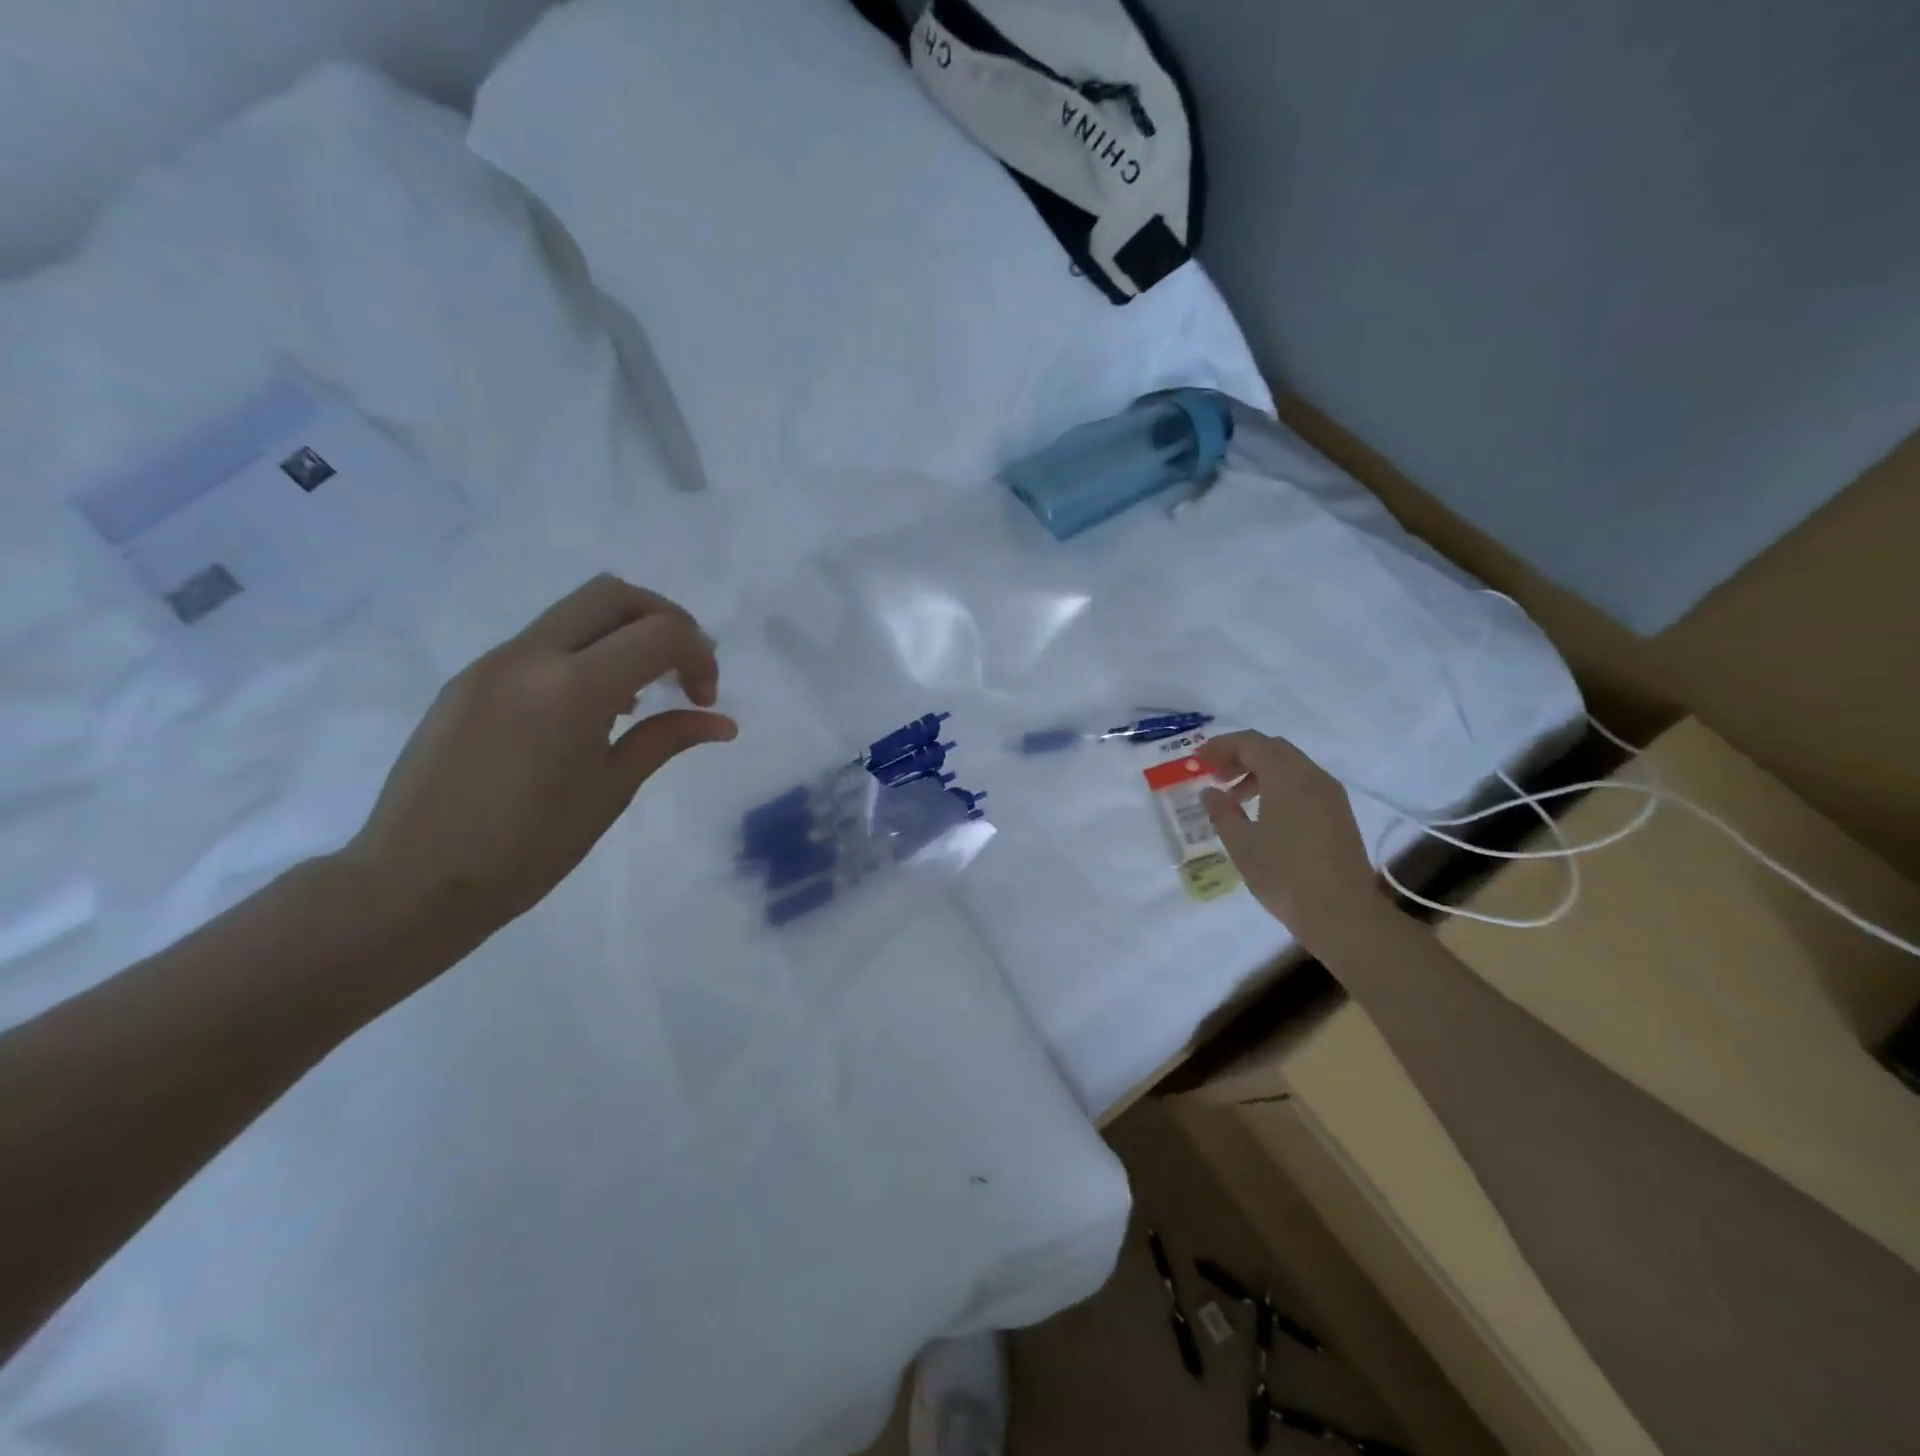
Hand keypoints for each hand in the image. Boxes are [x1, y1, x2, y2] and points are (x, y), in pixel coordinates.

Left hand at [343, 575, 737, 934]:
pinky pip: (542, 642)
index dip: (699, 656)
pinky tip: (589, 710)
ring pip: (574, 612)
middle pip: (614, 594)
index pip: (659, 633)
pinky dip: (584, 654)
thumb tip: (721, 723)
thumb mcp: (612, 790)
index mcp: (573, 687)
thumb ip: (667, 739)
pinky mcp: (470, 679)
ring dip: (622, 634)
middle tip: (683, 668)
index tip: (704, 701)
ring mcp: (493, 662)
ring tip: (640, 693)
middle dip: (665, 620)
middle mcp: (531, 656)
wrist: (415, 881)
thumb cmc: (529, 846)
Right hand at [1199, 731, 1390, 949]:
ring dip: (1260, 772)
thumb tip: (1211, 793)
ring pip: (1291, 766)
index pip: (1251, 743)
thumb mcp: (1241, 844)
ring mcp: (1331, 795)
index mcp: (1287, 777)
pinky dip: (1279, 787)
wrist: (1342, 914)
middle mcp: (1312, 777)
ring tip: (1235, 798)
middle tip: (1215, 775)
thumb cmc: (1284, 875)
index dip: (1222, 747)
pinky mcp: (1339, 814)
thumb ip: (1222, 812)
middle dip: (1241, 756)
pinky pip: (1304, 785)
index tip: (1199, 761)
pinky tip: (1264, 814)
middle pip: (1273, 749)